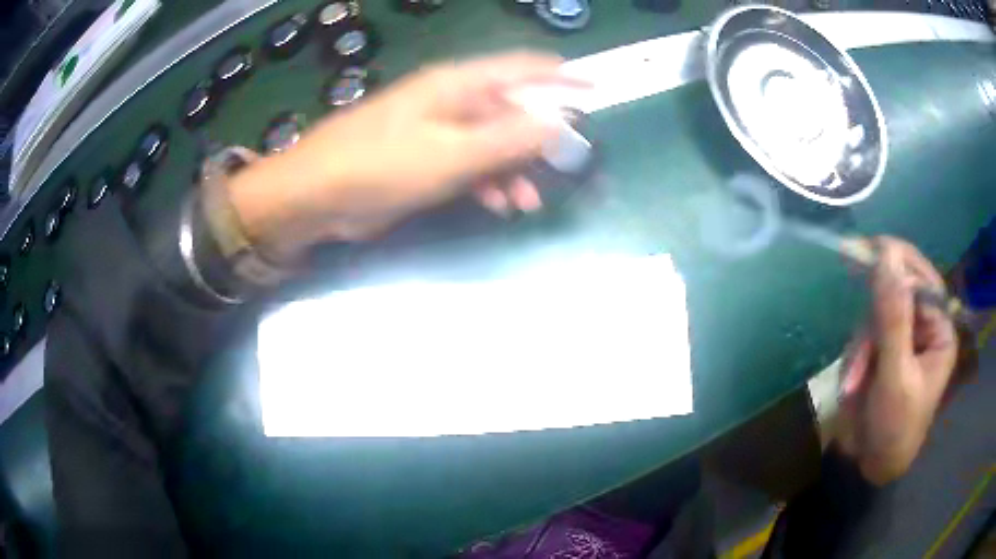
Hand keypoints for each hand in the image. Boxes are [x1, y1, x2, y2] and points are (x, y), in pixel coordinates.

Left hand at [226, 52, 582, 260]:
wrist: (317, 196)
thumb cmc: (381, 165)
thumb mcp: (452, 153)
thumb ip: (509, 138)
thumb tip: (559, 122)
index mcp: (458, 84)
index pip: (522, 69)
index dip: (563, 76)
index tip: (596, 88)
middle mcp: (450, 100)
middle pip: (510, 110)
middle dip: (538, 139)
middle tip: (564, 168)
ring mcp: (436, 129)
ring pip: (492, 142)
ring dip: (513, 169)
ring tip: (527, 202)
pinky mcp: (424, 157)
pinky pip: (469, 162)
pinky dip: (487, 182)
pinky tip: (499, 205)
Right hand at [837, 237, 957, 484]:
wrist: (868, 468)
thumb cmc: (893, 428)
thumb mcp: (894, 375)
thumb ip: (892, 316)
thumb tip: (886, 254)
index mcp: (939, 331)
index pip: (922, 280)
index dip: (897, 266)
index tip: (865, 251)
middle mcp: (923, 327)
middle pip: (897, 293)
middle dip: (874, 321)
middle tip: (857, 330)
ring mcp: (901, 337)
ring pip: (876, 315)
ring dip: (861, 346)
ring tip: (852, 383)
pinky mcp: (881, 349)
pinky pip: (864, 335)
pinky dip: (854, 357)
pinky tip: (851, 384)